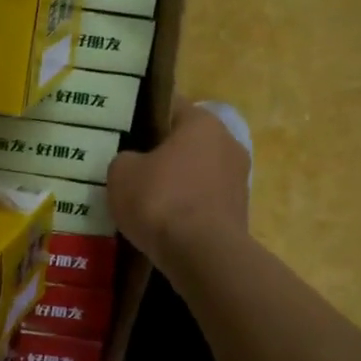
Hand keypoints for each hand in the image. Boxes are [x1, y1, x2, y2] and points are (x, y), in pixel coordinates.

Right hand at [107, 100, 251, 273]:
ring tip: (145, 199)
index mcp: (202, 122)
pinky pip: (203, 201)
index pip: (170, 106)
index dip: (144, 115)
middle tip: (131, 165)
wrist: (201, 254)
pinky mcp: (239, 212)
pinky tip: (163, 222)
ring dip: (176, 182)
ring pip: (197, 172)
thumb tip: (134, 163)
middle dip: (161, 152)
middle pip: (186, 141)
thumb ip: (125, 159)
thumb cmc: (160, 199)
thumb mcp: (121, 172)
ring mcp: (238, 179)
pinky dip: (186, 208)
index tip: (124, 130)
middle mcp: (228, 143)